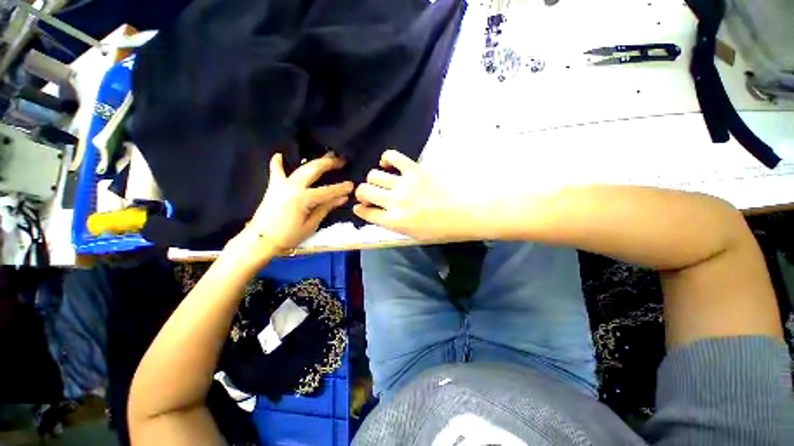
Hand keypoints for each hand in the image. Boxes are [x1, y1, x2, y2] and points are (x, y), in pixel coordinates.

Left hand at [236, 153, 352, 255]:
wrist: (261, 240)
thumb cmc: (287, 237)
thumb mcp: (309, 226)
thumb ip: (324, 209)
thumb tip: (341, 198)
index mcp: (303, 198)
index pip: (327, 190)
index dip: (340, 188)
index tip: (351, 185)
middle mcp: (293, 186)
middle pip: (314, 170)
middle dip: (329, 163)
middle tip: (341, 161)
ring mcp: (282, 184)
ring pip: (301, 168)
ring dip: (314, 161)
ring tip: (326, 156)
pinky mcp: (273, 186)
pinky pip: (275, 171)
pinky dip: (277, 162)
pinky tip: (278, 155)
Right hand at [353, 150, 473, 240]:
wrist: (473, 209)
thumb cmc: (450, 228)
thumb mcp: (421, 235)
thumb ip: (400, 224)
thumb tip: (387, 215)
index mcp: (396, 222)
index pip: (367, 213)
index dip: (360, 209)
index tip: (360, 206)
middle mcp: (395, 202)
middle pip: (365, 191)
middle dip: (362, 192)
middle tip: (368, 192)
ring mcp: (404, 183)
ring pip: (374, 175)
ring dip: (373, 178)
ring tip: (380, 178)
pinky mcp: (415, 168)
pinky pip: (392, 157)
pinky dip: (386, 159)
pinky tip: (388, 162)